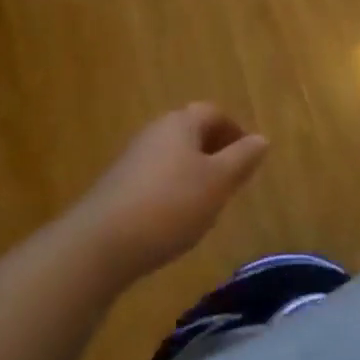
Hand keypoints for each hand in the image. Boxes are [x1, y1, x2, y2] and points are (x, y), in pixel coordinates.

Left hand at [77, 104, 268, 281]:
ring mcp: (132, 159)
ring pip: (172, 157)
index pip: (214, 113)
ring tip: (206, 203)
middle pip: (191, 132)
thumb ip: (242, 159)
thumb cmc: (169, 205)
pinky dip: (170, 191)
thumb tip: (262, 139)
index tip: (248, 157)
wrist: (98, 246)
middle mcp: (155, 132)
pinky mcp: (116, 188)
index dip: (234, 131)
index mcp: (181, 123)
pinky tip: (173, 220)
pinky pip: (154, 179)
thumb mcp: (217, 183)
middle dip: (214, 151)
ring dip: (192, 173)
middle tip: (230, 179)